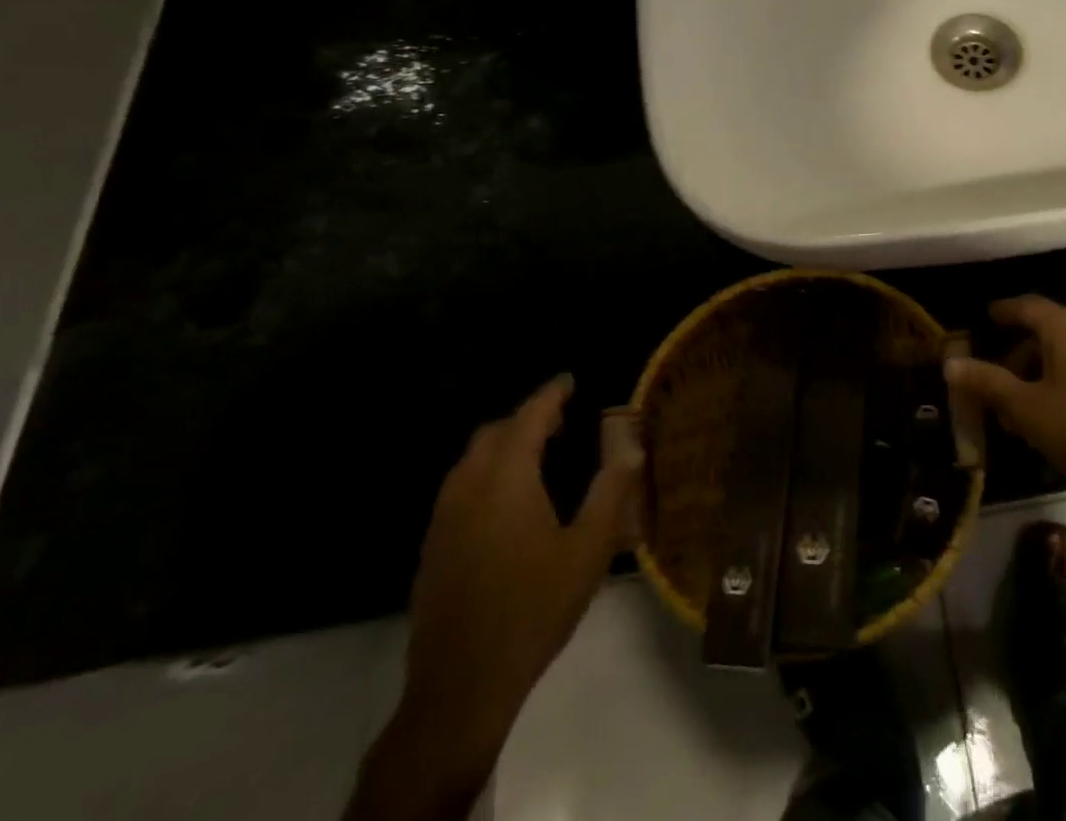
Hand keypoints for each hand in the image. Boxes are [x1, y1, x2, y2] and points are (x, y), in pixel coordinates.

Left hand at [371, 376, 642, 813]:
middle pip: (493, 433)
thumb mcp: (589, 550)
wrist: (462, 685)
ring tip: (538, 456)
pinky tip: (509, 503)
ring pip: (471, 460)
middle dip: (526, 418)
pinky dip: (486, 474)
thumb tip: (632, 448)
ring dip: (503, 446)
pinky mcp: (433, 548)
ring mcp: (444, 519)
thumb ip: (612, 492)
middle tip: (561, 422)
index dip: (550, 395)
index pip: (528, 418)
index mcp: (506, 479)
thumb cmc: (533, 609)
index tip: (569, 380)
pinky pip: (460, 488)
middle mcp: (468, 488)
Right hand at [945, 296, 1065, 513]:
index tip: (983, 320)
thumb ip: (988, 383)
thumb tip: (951, 362)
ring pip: (1064, 357)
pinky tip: (1052, 423)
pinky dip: (1061, 387)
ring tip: (1019, 416)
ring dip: (1037, 378)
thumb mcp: (1027, 408)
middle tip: (993, 387)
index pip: (1026, 306)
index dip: (1003, 312)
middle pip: (1044, 334)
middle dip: (1015, 359)